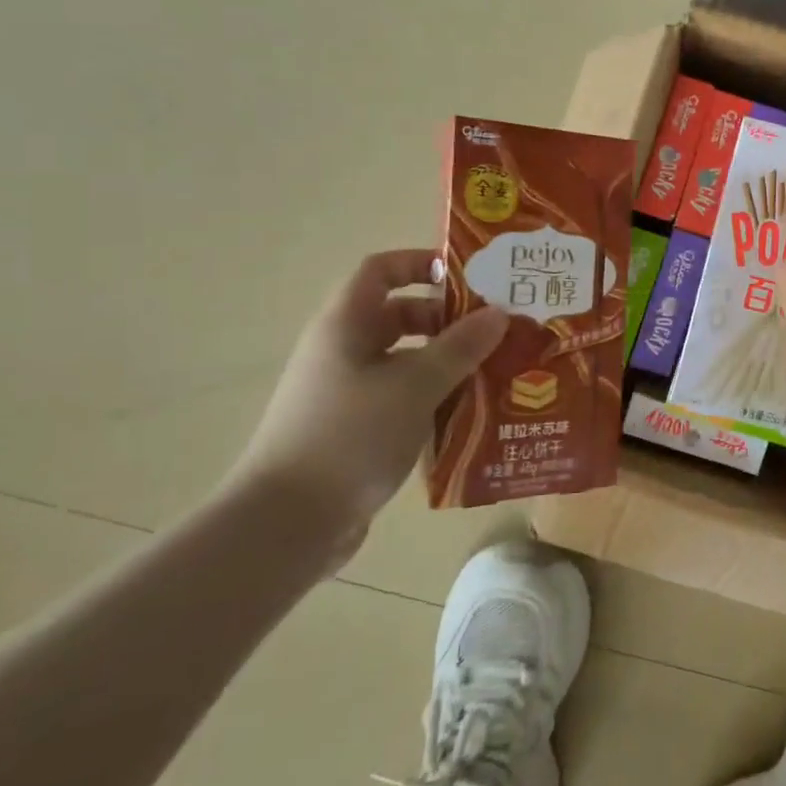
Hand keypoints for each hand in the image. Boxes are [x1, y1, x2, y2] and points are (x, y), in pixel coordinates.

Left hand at [231, 250, 505, 552]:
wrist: (287, 523)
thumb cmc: (350, 437)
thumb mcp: (414, 386)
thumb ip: (459, 347)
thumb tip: (498, 314)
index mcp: (346, 326)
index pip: (381, 270)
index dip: (421, 262)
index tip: (470, 277)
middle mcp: (343, 351)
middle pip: (398, 314)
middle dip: (447, 318)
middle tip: (496, 329)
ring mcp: (347, 392)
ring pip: (405, 359)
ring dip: (447, 361)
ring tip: (495, 371)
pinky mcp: (356, 428)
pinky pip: (402, 396)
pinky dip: (434, 396)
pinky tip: (470, 413)